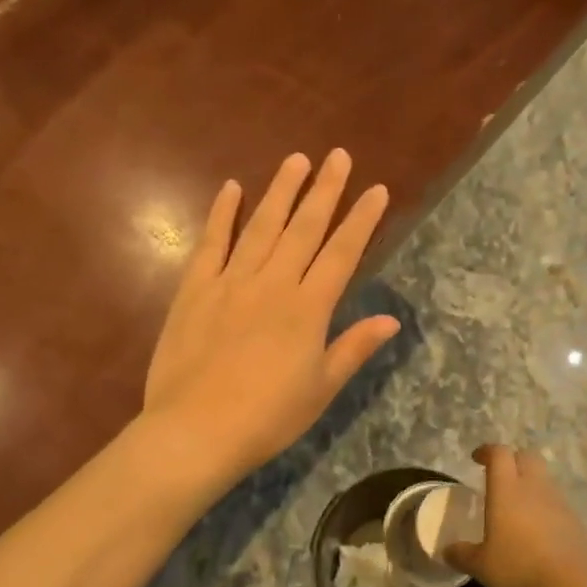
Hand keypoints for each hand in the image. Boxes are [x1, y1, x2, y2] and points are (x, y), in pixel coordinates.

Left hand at [143, 150, 398, 483]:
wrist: (196, 430)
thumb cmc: (267, 418)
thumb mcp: (320, 389)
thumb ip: (353, 348)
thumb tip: (391, 320)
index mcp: (308, 309)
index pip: (342, 253)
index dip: (361, 220)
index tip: (376, 190)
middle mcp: (273, 284)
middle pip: (304, 229)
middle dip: (325, 190)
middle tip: (339, 156)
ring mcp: (230, 282)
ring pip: (261, 226)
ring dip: (281, 191)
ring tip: (297, 160)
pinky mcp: (194, 290)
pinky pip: (211, 244)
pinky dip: (222, 214)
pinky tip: (231, 189)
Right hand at [442, 444, 586, 586]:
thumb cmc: (520, 568)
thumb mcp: (482, 566)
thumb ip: (462, 555)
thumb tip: (446, 551)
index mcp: (507, 489)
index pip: (499, 454)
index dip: (487, 451)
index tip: (476, 458)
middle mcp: (534, 488)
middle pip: (527, 457)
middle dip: (512, 460)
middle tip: (499, 477)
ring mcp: (560, 503)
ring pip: (544, 480)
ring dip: (530, 485)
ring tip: (516, 509)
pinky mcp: (577, 522)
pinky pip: (557, 505)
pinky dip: (545, 509)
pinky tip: (537, 533)